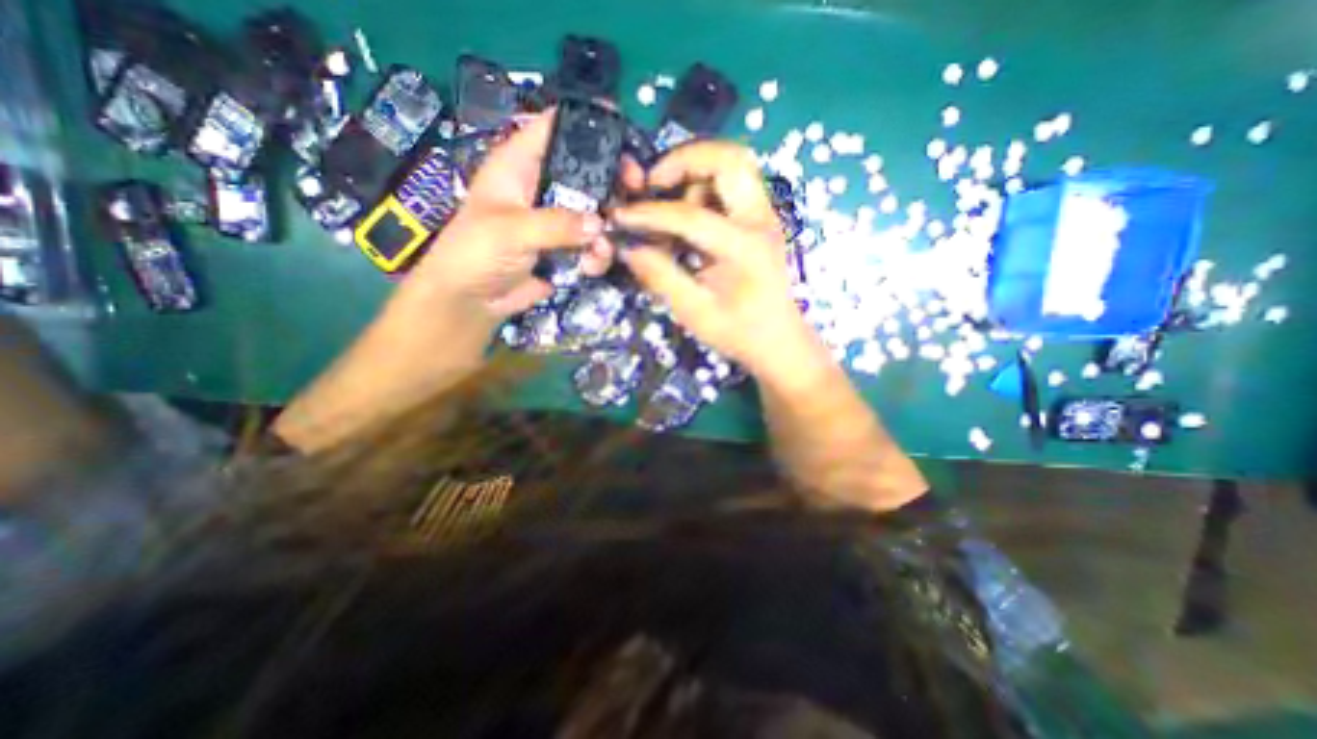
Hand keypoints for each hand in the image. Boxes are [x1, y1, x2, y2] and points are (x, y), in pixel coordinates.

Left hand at [390, 108, 618, 330]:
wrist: (473, 300)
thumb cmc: (476, 253)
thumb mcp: (511, 231)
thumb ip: (555, 225)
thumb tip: (599, 225)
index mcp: (520, 165)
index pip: (555, 128)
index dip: (587, 125)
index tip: (622, 136)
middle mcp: (544, 187)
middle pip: (587, 170)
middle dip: (613, 181)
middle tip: (635, 189)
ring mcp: (557, 220)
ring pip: (596, 212)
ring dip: (606, 231)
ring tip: (600, 251)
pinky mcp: (566, 248)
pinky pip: (593, 244)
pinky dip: (597, 256)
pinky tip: (589, 267)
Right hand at [615, 140, 819, 379]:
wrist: (779, 341)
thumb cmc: (739, 332)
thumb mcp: (695, 313)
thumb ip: (661, 277)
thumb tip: (629, 247)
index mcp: (744, 248)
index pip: (691, 215)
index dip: (650, 213)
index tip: (620, 216)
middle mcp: (760, 220)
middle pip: (730, 157)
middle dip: (684, 159)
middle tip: (653, 183)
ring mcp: (764, 216)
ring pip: (733, 164)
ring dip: (695, 172)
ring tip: (668, 202)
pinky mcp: (759, 220)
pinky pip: (732, 183)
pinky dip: (704, 185)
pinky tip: (686, 214)